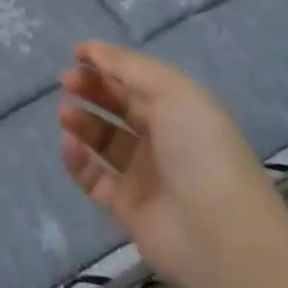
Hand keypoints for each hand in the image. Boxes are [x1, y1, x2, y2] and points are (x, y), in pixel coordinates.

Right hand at [57, 41, 285, 287]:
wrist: (221, 238)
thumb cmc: (201, 152)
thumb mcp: (173, 92)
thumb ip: (129, 66)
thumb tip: (91, 49)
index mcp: (181, 111)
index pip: (138, 80)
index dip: (108, 63)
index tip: (77, 54)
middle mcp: (164, 140)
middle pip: (119, 106)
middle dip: (91, 88)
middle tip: (67, 81)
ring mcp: (145, 175)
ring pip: (104, 140)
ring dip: (82, 121)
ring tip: (66, 114)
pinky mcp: (127, 207)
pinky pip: (94, 176)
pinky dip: (77, 159)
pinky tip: (70, 143)